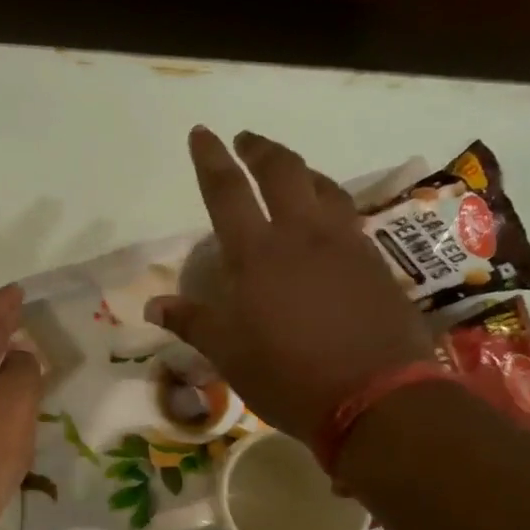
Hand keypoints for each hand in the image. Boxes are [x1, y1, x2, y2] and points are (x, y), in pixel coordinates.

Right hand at [147, 127, 432, 442]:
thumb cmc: (288, 376)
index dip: (211, 160)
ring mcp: (345, 244)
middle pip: (282, 172)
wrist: (376, 396)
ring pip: (323, 186)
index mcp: (258, 255)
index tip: (201, 133)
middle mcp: (302, 235)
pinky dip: (329, 201)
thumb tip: (153, 305)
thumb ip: (192, 322)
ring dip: (300, 170)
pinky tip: (327, 217)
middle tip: (245, 140)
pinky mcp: (375, 262)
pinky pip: (347, 214)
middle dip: (260, 150)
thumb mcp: (228, 354)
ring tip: (288, 171)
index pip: (227, 192)